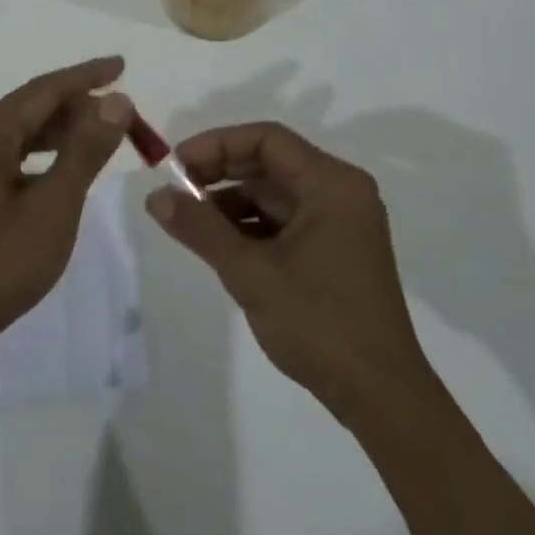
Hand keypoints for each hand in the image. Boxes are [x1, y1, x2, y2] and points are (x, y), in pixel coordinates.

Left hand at [0, 57, 133, 367]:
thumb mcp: (54, 205)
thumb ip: (85, 150)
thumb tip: (116, 101)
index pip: (45, 90)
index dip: (87, 76)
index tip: (122, 65)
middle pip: (31, 107)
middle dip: (78, 108)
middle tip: (123, 117)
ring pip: (20, 132)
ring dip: (62, 132)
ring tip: (102, 137)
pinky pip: (9, 154)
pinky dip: (41, 154)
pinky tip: (64, 166)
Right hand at [144, 122, 430, 418]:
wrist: (379, 395)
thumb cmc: (318, 322)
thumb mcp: (250, 272)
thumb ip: (200, 228)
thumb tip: (155, 197)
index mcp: (332, 184)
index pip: (267, 139)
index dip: (217, 145)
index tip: (177, 165)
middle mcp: (341, 193)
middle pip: (271, 163)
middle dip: (220, 172)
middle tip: (176, 190)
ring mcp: (341, 223)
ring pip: (275, 194)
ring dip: (231, 202)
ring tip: (190, 222)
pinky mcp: (335, 250)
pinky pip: (285, 221)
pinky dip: (251, 226)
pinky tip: (219, 244)